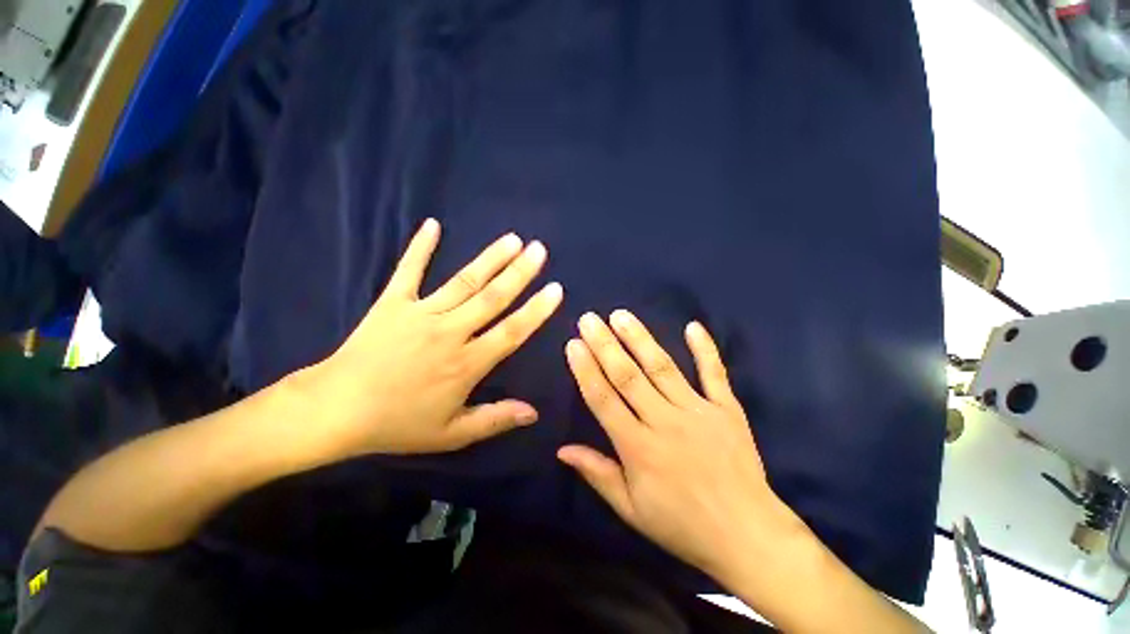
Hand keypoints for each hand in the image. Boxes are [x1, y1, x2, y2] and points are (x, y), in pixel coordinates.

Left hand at [306, 218, 563, 456]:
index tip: (556, 290)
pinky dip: (420, 248)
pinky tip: (433, 225)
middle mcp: (449, 332)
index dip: (536, 311)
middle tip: (539, 250)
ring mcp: (420, 313)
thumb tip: (534, 413)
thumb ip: (494, 420)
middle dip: (519, 273)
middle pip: (492, 298)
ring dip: (489, 258)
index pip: (511, 332)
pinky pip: (408, 271)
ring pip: (463, 282)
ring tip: (512, 239)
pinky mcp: (392, 303)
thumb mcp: (451, 434)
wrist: (334, 411)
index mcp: (466, 364)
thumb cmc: (397, 423)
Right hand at [558, 311, 806, 582]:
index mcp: (638, 448)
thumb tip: (562, 450)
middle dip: (605, 344)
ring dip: (640, 338)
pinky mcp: (727, 409)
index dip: (585, 370)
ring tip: (621, 315)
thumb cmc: (682, 525)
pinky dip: (705, 349)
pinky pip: (714, 374)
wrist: (747, 535)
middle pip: (628, 376)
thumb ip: (597, 474)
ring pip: (662, 367)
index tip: (573, 344)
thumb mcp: (631, 510)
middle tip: (589, 319)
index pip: (603, 399)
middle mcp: (665, 422)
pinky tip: (694, 326)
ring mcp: (699, 411)